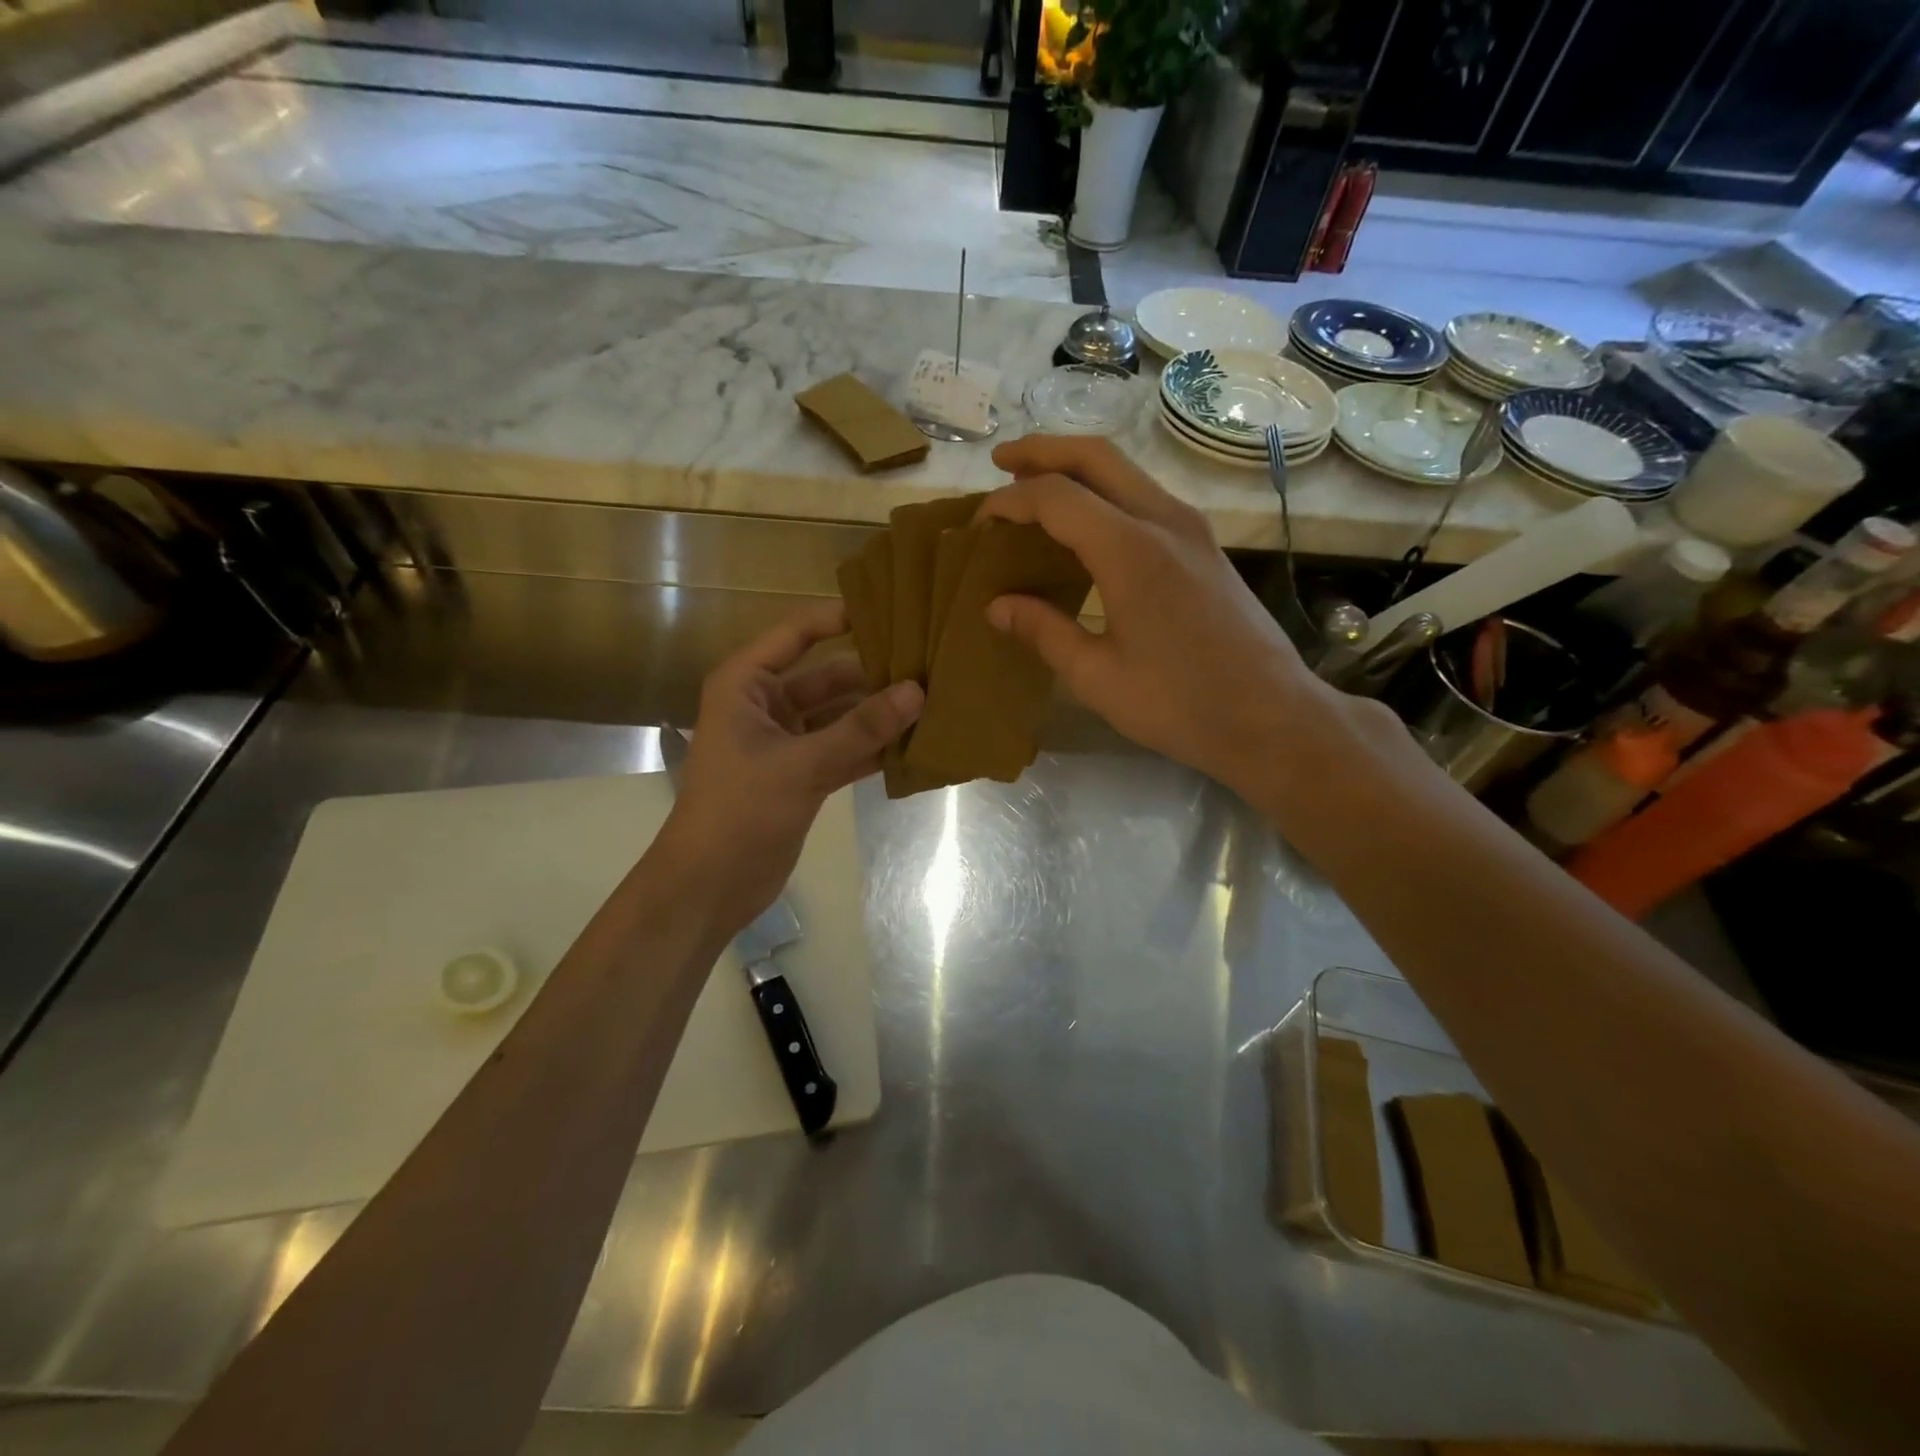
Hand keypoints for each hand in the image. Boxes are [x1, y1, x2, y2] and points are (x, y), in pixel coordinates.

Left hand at [650, 601, 921, 935]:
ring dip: (878, 715)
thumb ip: (860, 729)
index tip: (893, 609)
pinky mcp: (803, 774)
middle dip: (873, 675)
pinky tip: (915, 744)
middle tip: (929, 666)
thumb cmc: (740, 812)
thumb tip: (917, 691)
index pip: (797, 634)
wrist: (710, 885)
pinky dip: (873, 748)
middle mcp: (766, 705)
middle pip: (827, 677)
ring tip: (934, 702)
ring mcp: (786, 742)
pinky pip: (844, 749)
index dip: (839, 618)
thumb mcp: (802, 765)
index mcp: (747, 685)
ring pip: (840, 716)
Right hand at [980, 435, 1331, 797]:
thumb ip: (1044, 632)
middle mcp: (1164, 520)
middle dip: (1043, 451)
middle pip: (1096, 456)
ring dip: (1077, 468)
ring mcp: (1192, 528)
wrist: (1271, 716)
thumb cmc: (1179, 704)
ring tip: (1036, 486)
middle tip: (1002, 461)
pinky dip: (1106, 493)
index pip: (1056, 497)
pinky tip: (1087, 526)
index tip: (980, 521)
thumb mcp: (1097, 677)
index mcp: (1130, 550)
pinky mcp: (1205, 545)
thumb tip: (996, 607)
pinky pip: (1145, 497)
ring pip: (1126, 471)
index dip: (1011, 501)